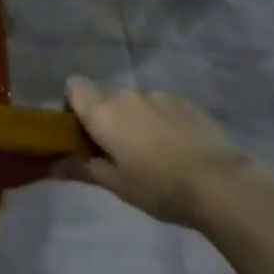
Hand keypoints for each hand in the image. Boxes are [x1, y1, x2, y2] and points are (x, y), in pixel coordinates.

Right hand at [58, 77, 258, 227]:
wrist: (223, 184)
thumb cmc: (160, 187)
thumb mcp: (116, 185)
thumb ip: (82, 169)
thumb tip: (51, 165)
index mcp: (103, 112)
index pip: (74, 87)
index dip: (73, 106)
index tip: (83, 134)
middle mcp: (126, 95)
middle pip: (106, 100)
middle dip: (108, 122)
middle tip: (120, 155)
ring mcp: (158, 97)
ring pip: (135, 105)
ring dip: (136, 123)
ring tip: (156, 156)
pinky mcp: (186, 103)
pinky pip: (161, 108)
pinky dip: (162, 123)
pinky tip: (179, 151)